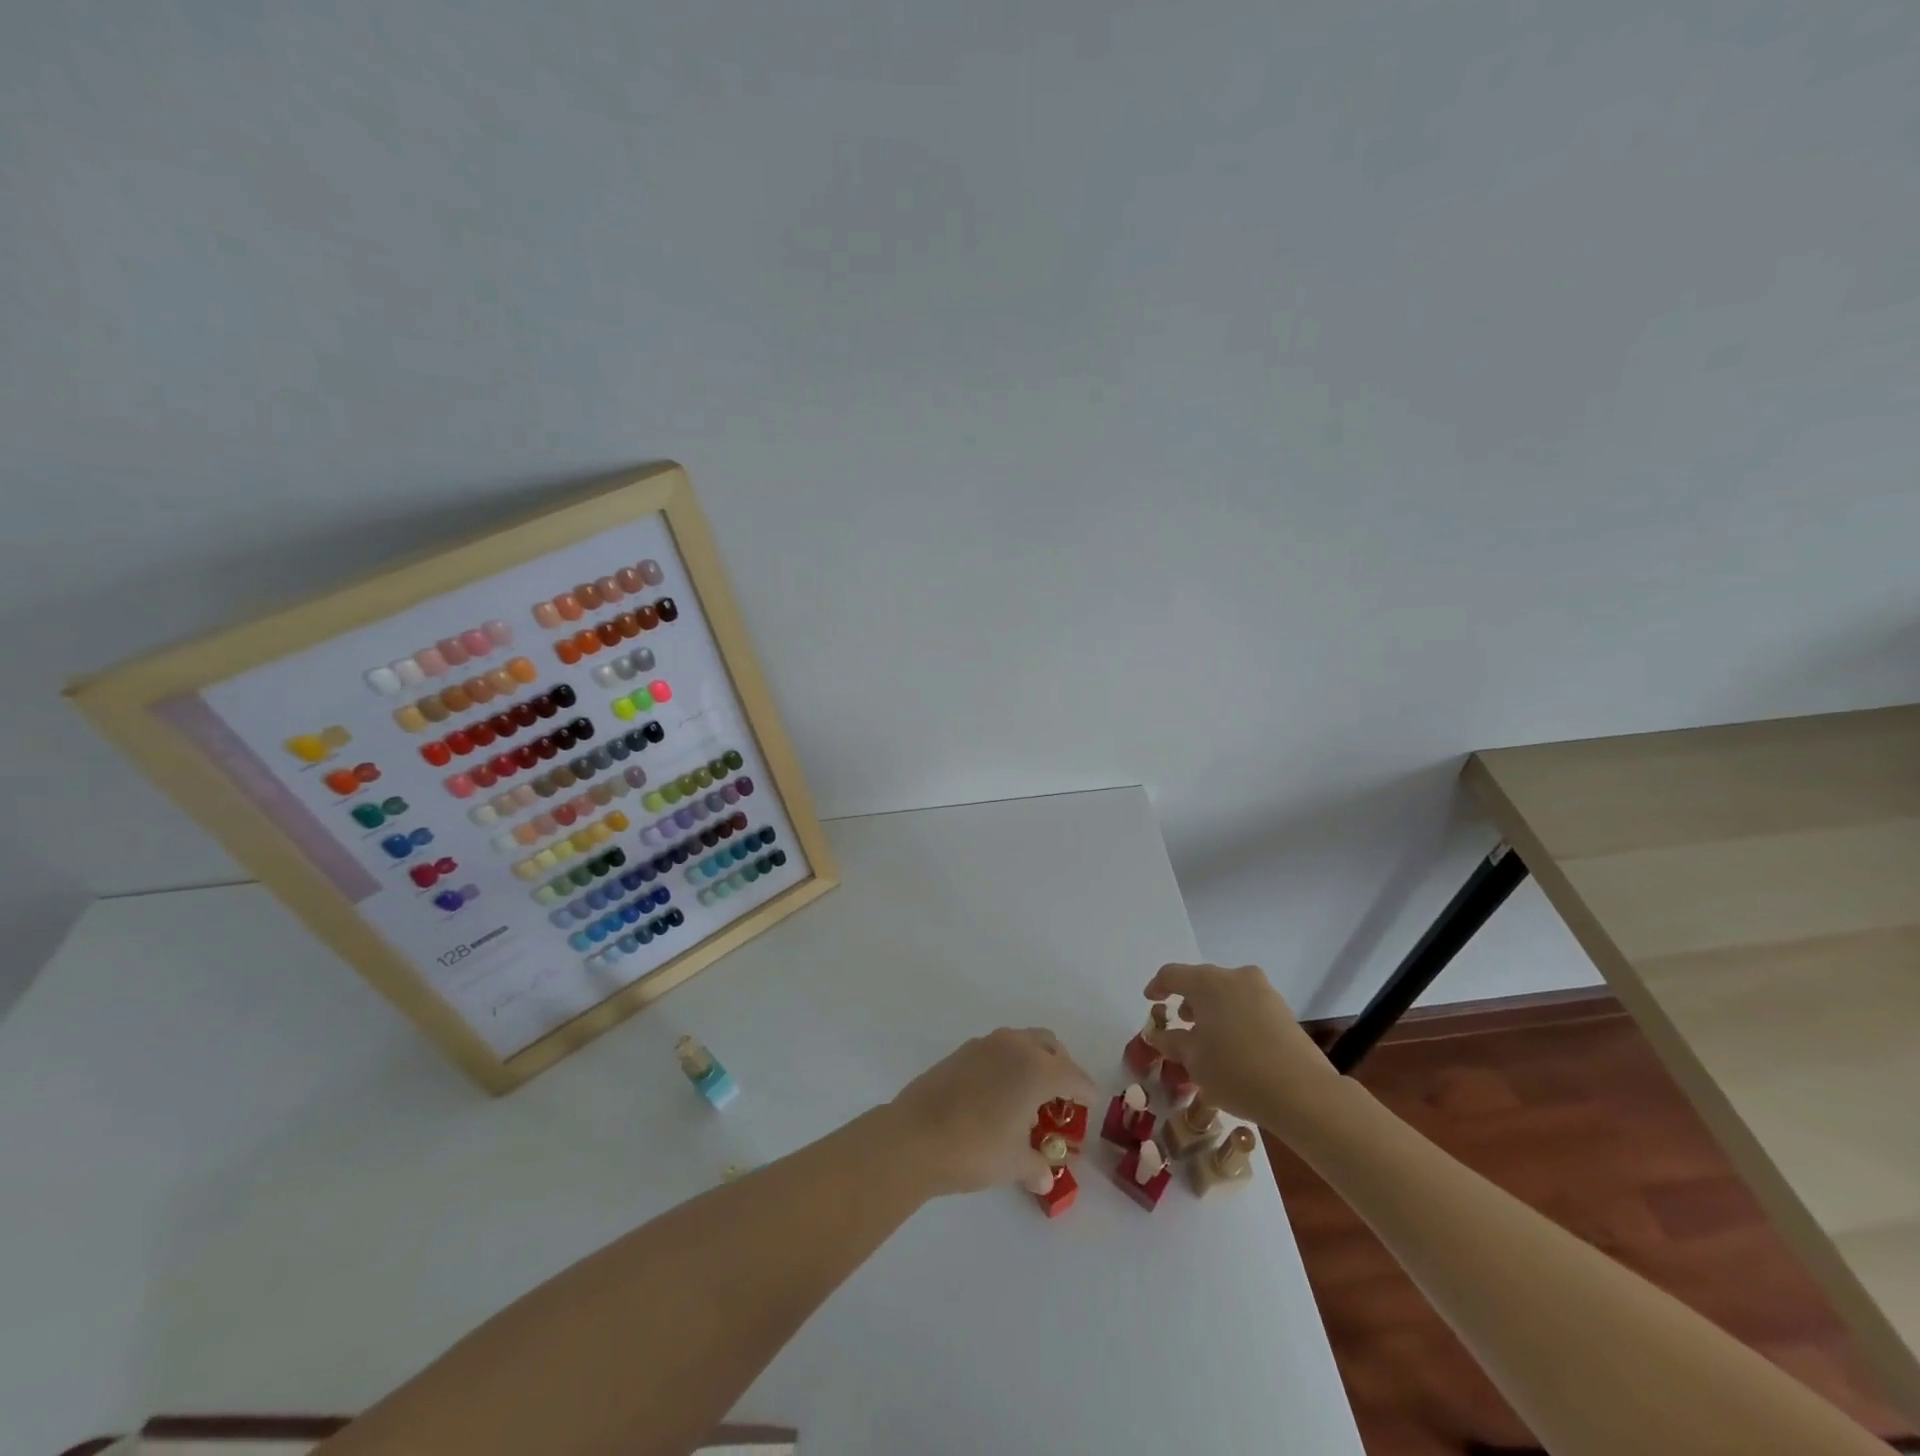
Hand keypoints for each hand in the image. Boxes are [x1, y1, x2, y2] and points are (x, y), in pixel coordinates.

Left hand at [887, 1028, 1098, 1197]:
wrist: (914, 1136)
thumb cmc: (975, 1148)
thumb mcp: (1014, 1163)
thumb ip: (1036, 1166)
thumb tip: (1045, 1177)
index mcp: (1037, 1068)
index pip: (1074, 1075)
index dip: (1086, 1091)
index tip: (1090, 1104)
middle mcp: (1014, 1046)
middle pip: (1049, 1045)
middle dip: (1060, 1066)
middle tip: (1061, 1097)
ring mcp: (984, 1045)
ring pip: (1020, 1042)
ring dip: (1032, 1062)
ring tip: (1029, 1097)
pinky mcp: (961, 1052)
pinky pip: (996, 1050)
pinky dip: (1006, 1065)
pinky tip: (998, 1095)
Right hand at [1143, 963, 1343, 1136]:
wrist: (1303, 1093)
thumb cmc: (1236, 1071)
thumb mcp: (1193, 1060)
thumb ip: (1172, 1042)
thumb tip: (1159, 1035)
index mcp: (1207, 982)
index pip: (1172, 974)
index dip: (1157, 986)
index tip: (1150, 1001)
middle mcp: (1235, 977)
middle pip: (1202, 981)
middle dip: (1188, 1000)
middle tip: (1180, 1023)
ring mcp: (1263, 992)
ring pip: (1227, 993)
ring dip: (1213, 1009)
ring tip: (1207, 1038)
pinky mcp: (1283, 1011)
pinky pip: (1247, 1006)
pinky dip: (1234, 1018)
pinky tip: (1233, 1046)